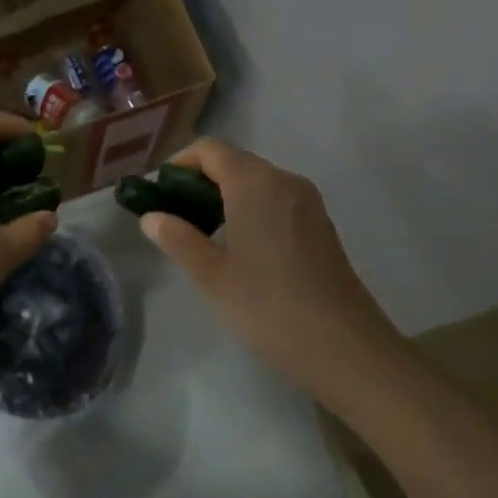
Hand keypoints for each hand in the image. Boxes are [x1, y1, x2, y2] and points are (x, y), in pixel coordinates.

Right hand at [138, 138, 398, 391]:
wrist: (346, 347)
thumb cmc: (268, 306)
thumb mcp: (211, 275)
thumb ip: (177, 238)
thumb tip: (152, 217)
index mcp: (254, 183)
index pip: (209, 149)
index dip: (179, 165)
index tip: (160, 196)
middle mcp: (284, 180)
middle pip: (233, 161)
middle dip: (199, 181)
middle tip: (176, 218)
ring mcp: (307, 201)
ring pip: (256, 181)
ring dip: (225, 196)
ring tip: (202, 234)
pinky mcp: (320, 224)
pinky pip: (276, 199)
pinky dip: (250, 208)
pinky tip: (240, 246)